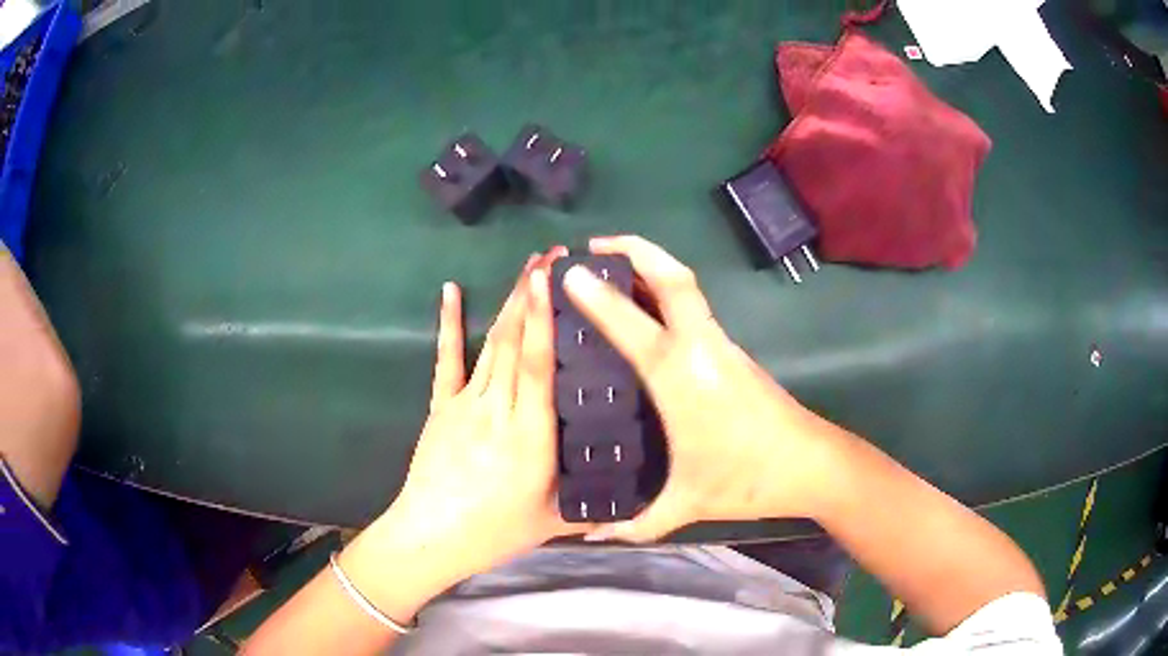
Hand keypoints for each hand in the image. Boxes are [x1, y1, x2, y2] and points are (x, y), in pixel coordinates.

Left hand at [358, 248, 590, 586]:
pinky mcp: (441, 407)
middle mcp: (498, 409)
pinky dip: (449, 324)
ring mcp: (464, 404)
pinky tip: (450, 291)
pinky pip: (447, 360)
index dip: (542, 319)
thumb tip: (632, 487)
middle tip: (551, 256)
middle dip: (531, 294)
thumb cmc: (494, 531)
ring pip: (490, 344)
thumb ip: (593, 502)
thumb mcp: (553, 521)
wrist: (431, 536)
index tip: (552, 280)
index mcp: (529, 435)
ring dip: (508, 302)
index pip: (536, 367)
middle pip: (514, 342)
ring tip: (526, 268)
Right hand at [564, 236, 840, 541]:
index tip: (569, 273)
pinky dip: (665, 291)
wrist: (811, 464)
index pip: (632, 323)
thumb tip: (591, 534)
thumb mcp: (686, 503)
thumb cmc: (747, 478)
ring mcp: (721, 345)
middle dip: (634, 249)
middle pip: (672, 277)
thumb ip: (635, 523)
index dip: (598, 295)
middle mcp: (700, 347)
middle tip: (594, 245)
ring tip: (614, 265)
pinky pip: (694, 308)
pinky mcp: (732, 352)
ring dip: (651, 265)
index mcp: (680, 377)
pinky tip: (646, 310)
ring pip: (686, 287)